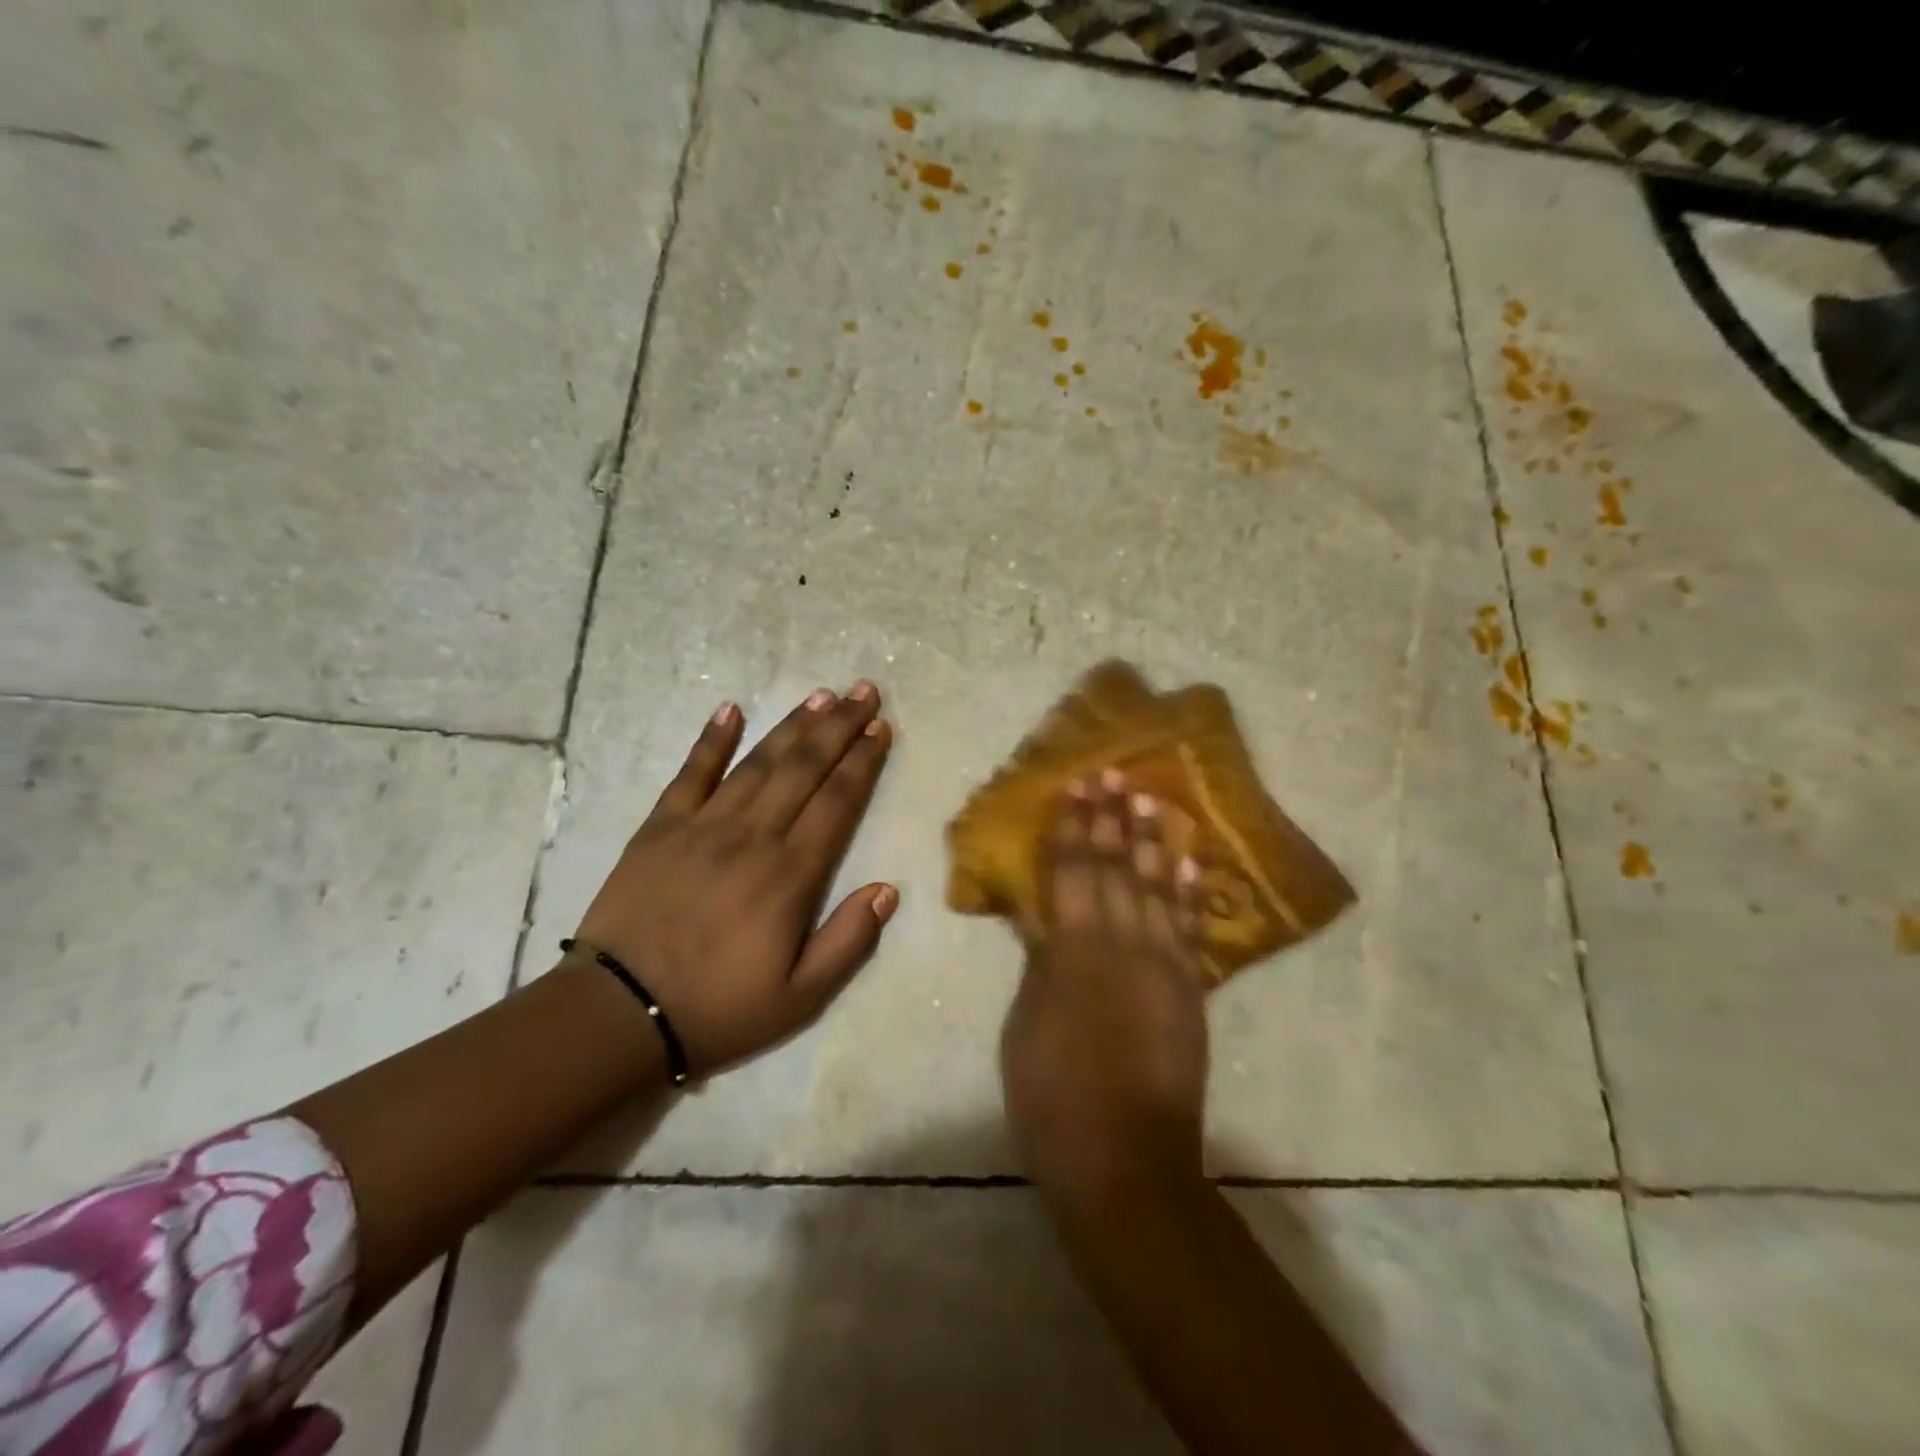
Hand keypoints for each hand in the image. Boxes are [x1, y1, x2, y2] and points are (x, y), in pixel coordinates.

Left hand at [571, 683, 896, 1076]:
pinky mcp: (660, 828)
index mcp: (790, 875)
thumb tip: (887, 888)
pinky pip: (690, 774)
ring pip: (758, 762)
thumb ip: (849, 941)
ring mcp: (703, 826)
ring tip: (821, 695)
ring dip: (793, 725)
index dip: (862, 762)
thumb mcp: (801, 997)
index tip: (881, 728)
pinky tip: (730, 709)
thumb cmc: (718, 1009)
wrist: (617, 1015)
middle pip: (804, 768)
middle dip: (839, 727)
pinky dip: (711, 739)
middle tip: (864, 692)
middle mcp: (752, 836)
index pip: (837, 802)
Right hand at [1001, 770, 1209, 1201]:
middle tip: (1112, 773)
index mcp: (1072, 950)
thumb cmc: (1053, 1095)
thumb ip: (1040, 962)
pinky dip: (1188, 891)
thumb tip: (1041, 917)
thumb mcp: (1026, 1023)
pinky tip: (1189, 861)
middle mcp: (1121, 943)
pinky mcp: (1189, 989)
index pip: (1070, 871)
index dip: (1071, 826)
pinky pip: (1189, 928)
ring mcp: (1162, 964)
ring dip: (1151, 840)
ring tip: (1149, 798)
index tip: (1075, 785)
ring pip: (1156, 887)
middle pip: (1114, 868)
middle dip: (1110, 818)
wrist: (1124, 1157)